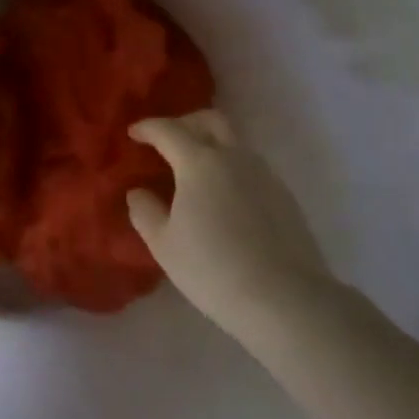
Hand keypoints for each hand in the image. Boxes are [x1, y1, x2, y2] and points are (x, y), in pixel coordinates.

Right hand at [126, 110, 334, 336]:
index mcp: (199, 162)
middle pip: (209, 120)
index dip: (147, 127)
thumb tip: (138, 191)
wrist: (285, 298)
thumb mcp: (164, 245)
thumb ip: (145, 211)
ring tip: (193, 172)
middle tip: (166, 141)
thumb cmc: (213, 269)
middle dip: (184, 123)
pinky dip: (229, 167)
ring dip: (210, 144)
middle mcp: (234, 157)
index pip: (168, 130)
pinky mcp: (284, 194)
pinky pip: (250, 166)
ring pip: (234, 141)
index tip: (133, 133)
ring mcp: (264, 173)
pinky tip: (222, 197)